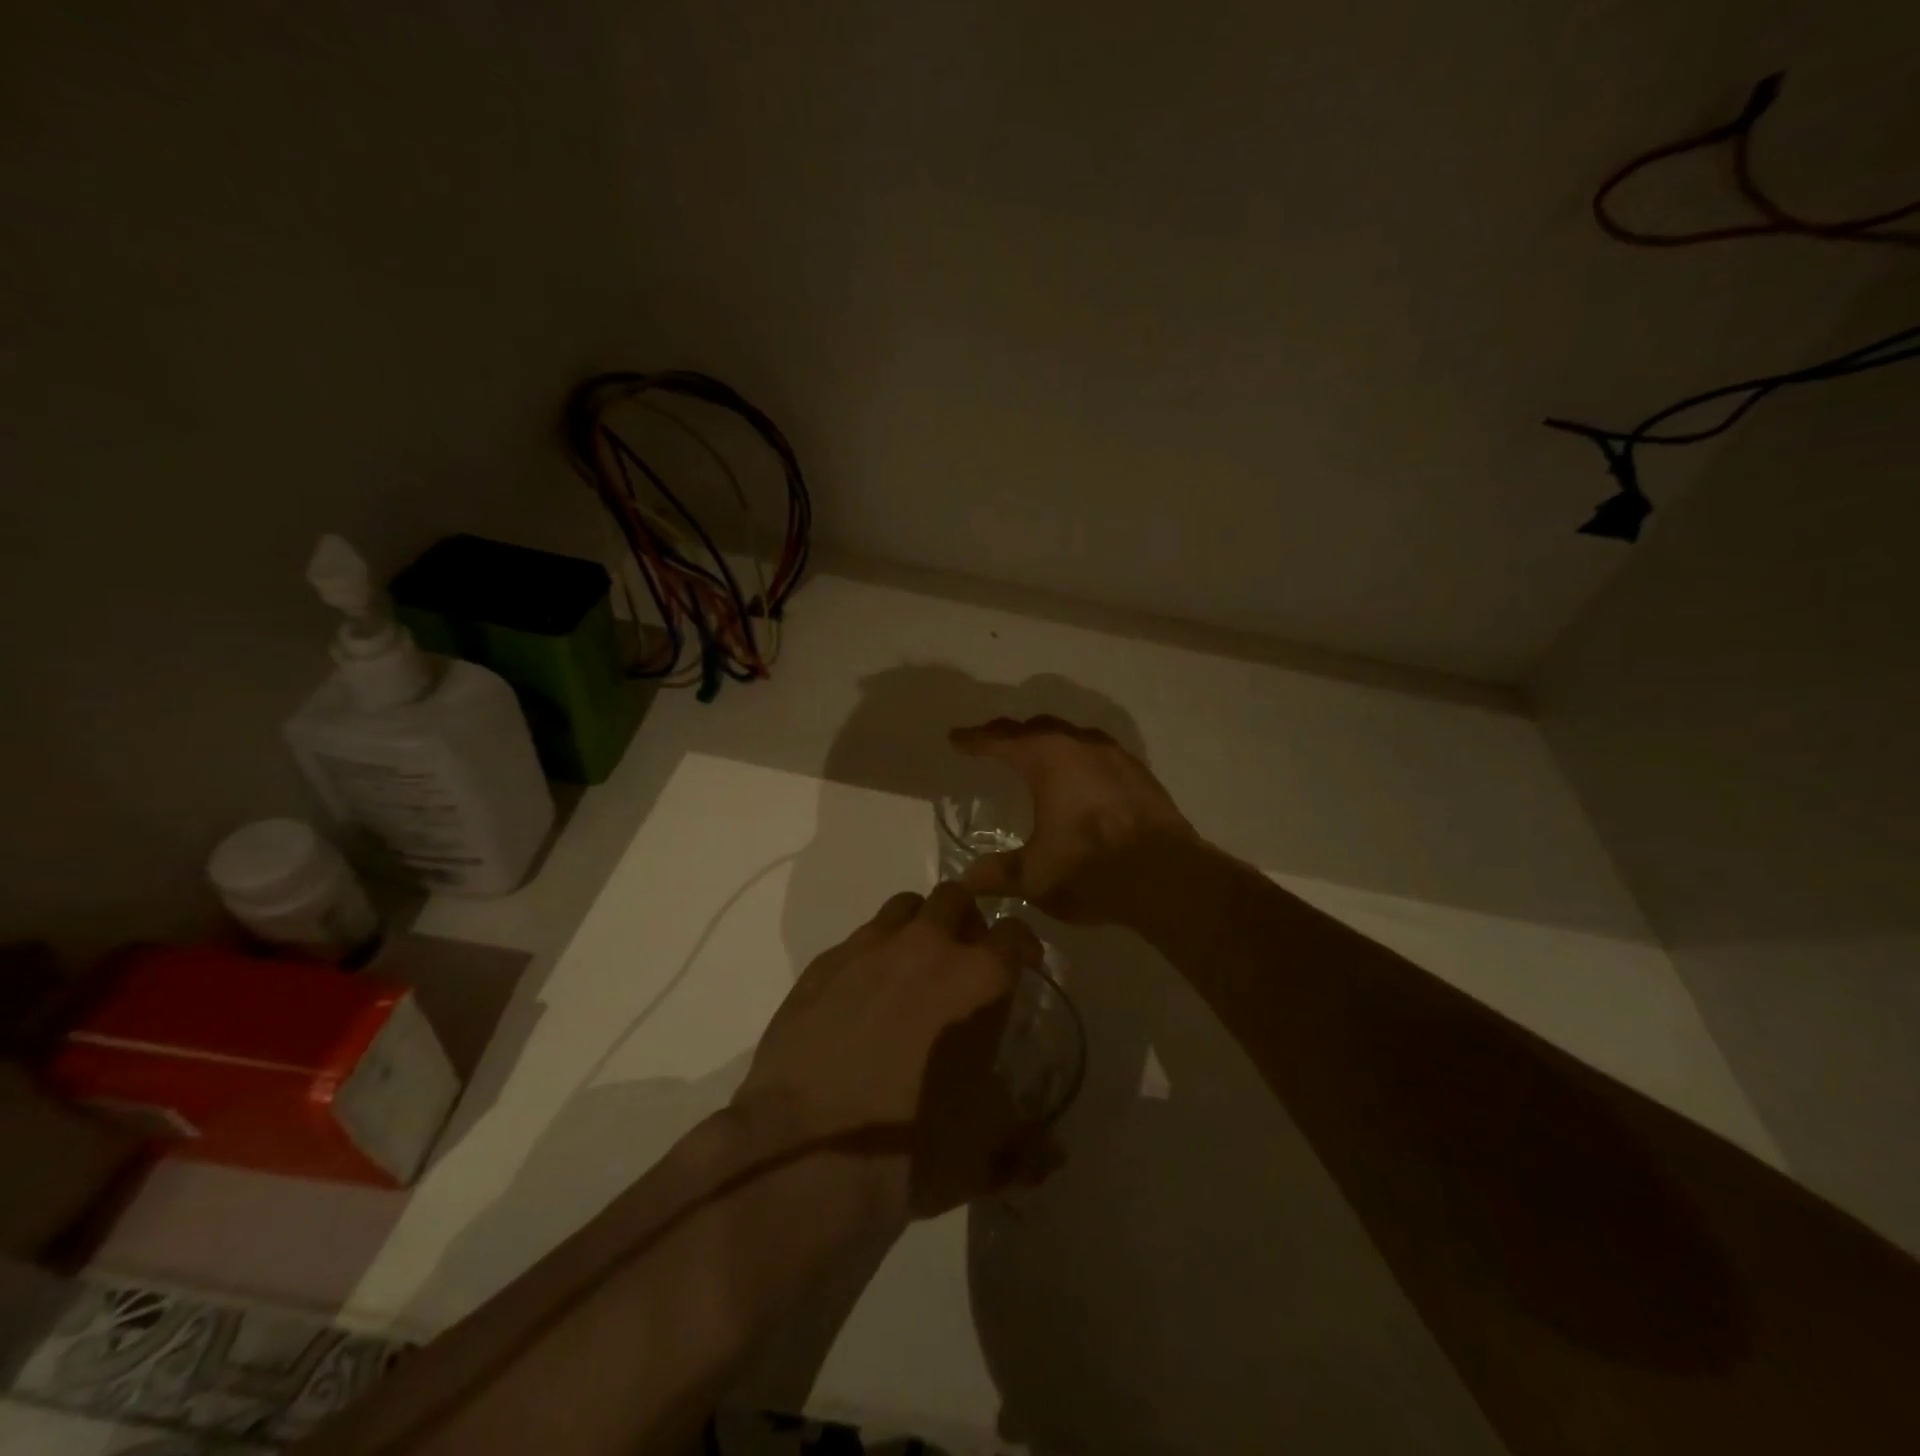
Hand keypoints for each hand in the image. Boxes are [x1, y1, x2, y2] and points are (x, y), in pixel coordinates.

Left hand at [735, 884, 1057, 1222]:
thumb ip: (1027, 1148)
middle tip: (963, 956)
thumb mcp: (984, 1156)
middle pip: (955, 897)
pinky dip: (872, 954)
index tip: (1022, 965)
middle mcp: (926, 946)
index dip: (1023, 946)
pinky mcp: (823, 963)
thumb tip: (1055, 1154)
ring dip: (917, 926)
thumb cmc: (910, 1149)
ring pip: (904, 908)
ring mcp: (870, 947)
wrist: (804, 1151)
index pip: (1015, 933)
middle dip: (966, 919)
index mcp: (978, 978)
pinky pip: (858, 939)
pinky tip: (863, 995)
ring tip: (913, 967)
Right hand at [949, 716, 1198, 926]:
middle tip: (991, 743)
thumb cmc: (1091, 869)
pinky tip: (1079, 779)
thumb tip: (965, 880)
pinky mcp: (1139, 774)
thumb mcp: (1034, 876)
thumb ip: (997, 873)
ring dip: (1047, 742)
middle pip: (1036, 729)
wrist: (1169, 878)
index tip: (956, 739)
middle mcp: (1080, 745)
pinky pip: (1097, 753)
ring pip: (1071, 737)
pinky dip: (1077, 758)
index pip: (1001, 740)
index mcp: (1048, 759)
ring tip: (1033, 756)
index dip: (975, 740)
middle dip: (1010, 734)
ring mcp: (1115, 756)